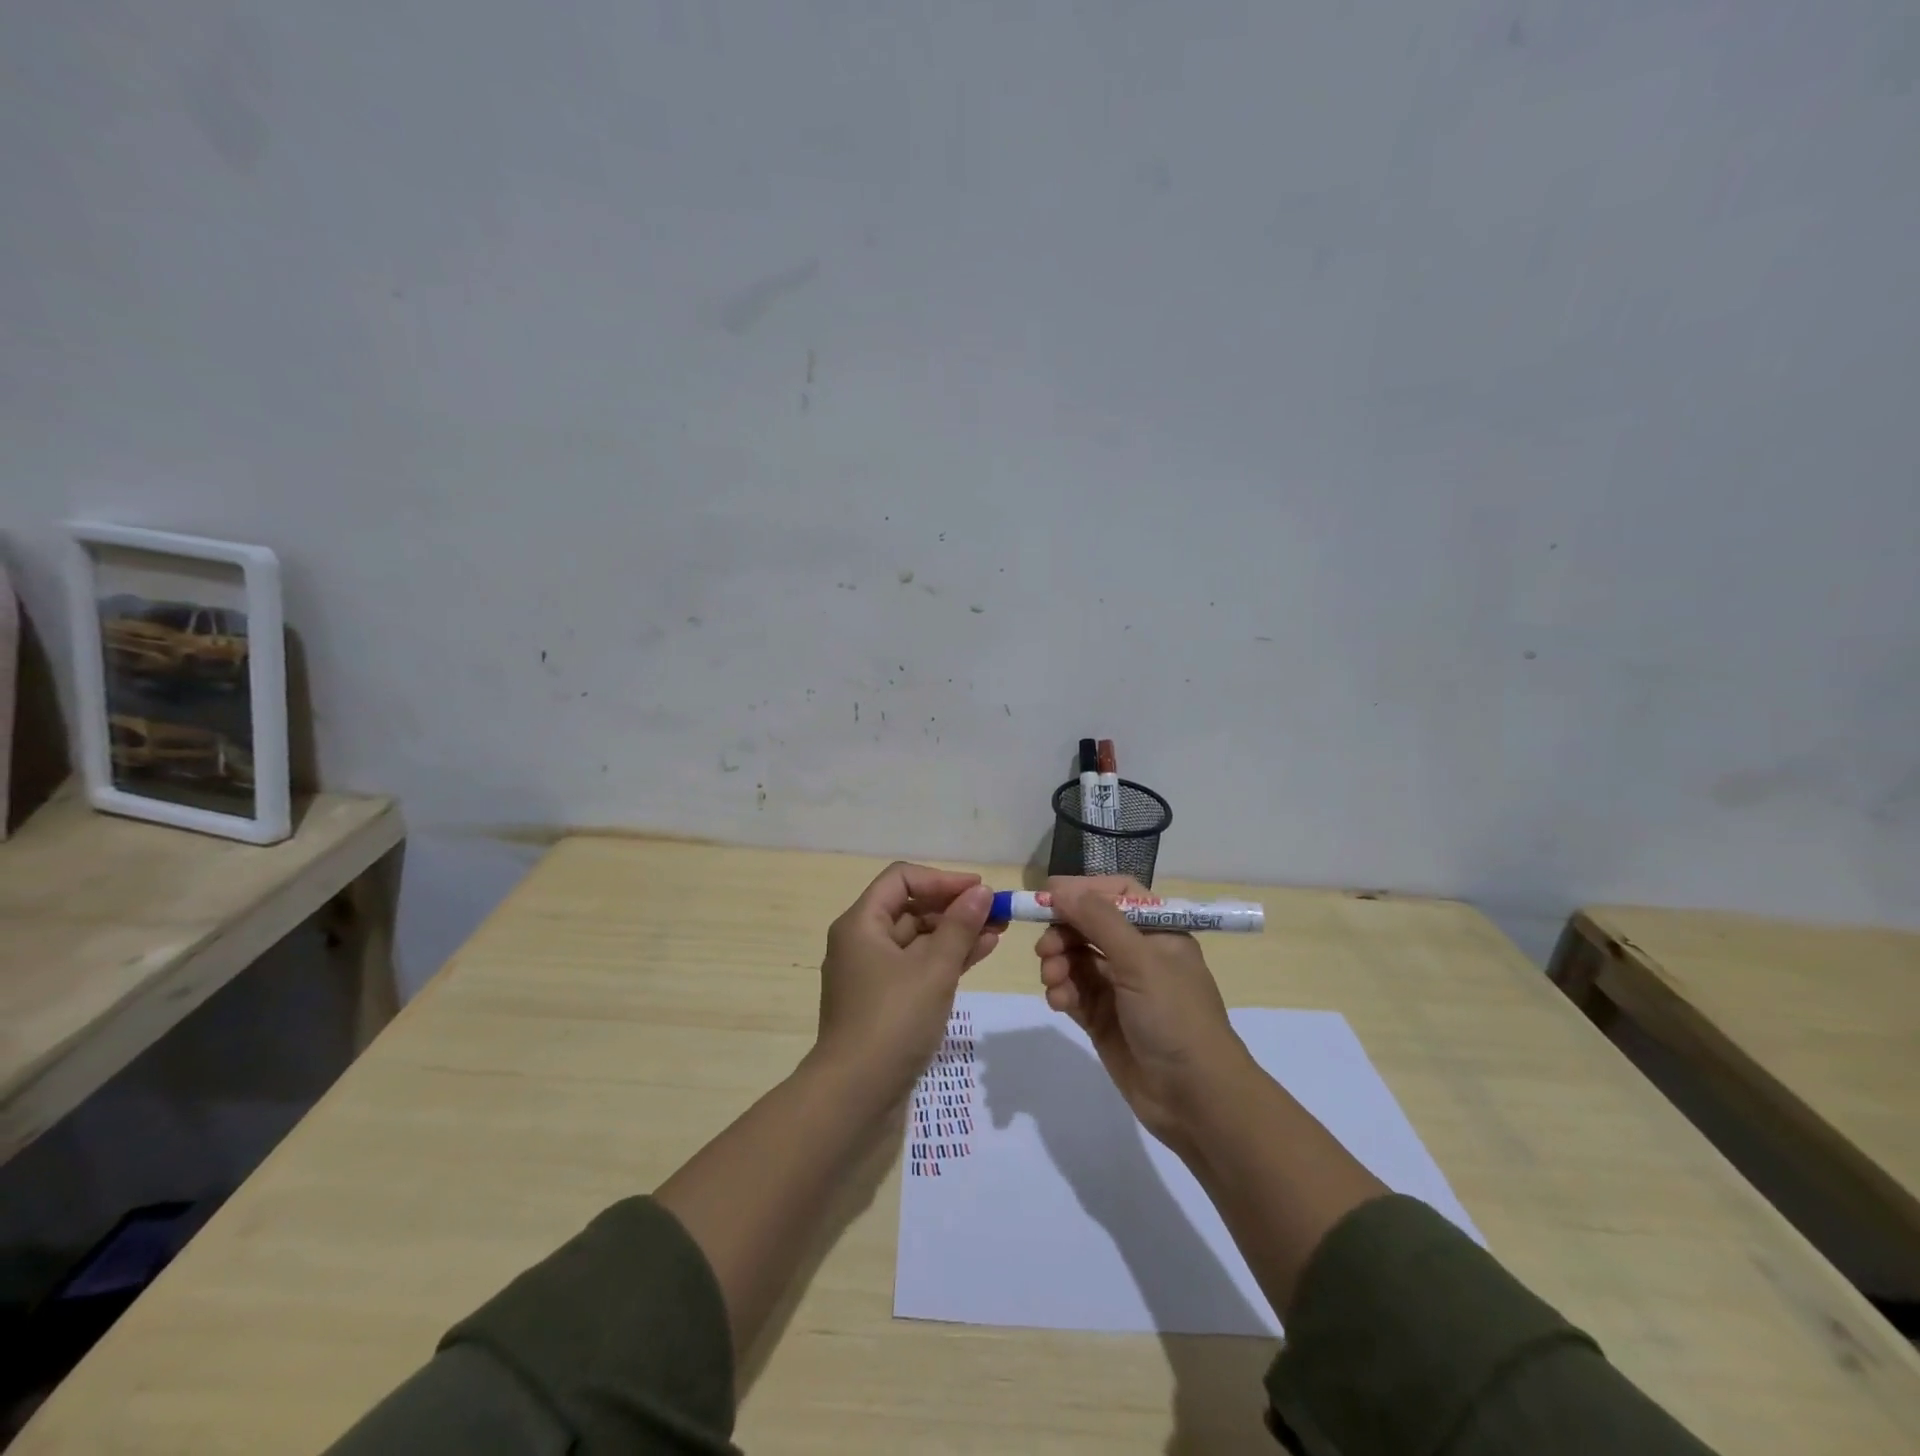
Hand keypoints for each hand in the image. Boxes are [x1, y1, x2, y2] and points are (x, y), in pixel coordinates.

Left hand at [813, 863, 999, 1104]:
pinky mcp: (884, 1002)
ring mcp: (871, 974)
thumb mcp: (934, 969)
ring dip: (955, 933)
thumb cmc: (893, 1021)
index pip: (902, 879)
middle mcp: (861, 942)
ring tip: (998, 932)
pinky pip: (917, 966)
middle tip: (997, 913)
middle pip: (910, 907)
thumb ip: (960, 926)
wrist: (855, 1096)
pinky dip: (946, 959)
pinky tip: (979, 954)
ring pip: (918, 939)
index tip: (981, 890)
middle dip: (954, 907)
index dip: (943, 879)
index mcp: (861, 923)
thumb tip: (982, 892)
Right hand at [1034, 876, 1252, 1151]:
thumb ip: (1098, 919)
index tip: (1048, 896)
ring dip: (1058, 963)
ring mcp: (1119, 987)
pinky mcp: (1103, 1018)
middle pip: (1088, 925)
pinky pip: (1073, 991)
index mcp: (1158, 931)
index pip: (1116, 894)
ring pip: (1075, 958)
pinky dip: (1061, 991)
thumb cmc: (1175, 1017)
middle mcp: (1138, 954)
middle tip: (1044, 949)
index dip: (1083, 890)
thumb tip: (1060, 889)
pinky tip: (1059, 1002)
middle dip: (1063, 932)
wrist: (1195, 1098)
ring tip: (1053, 980)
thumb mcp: (1140, 960)